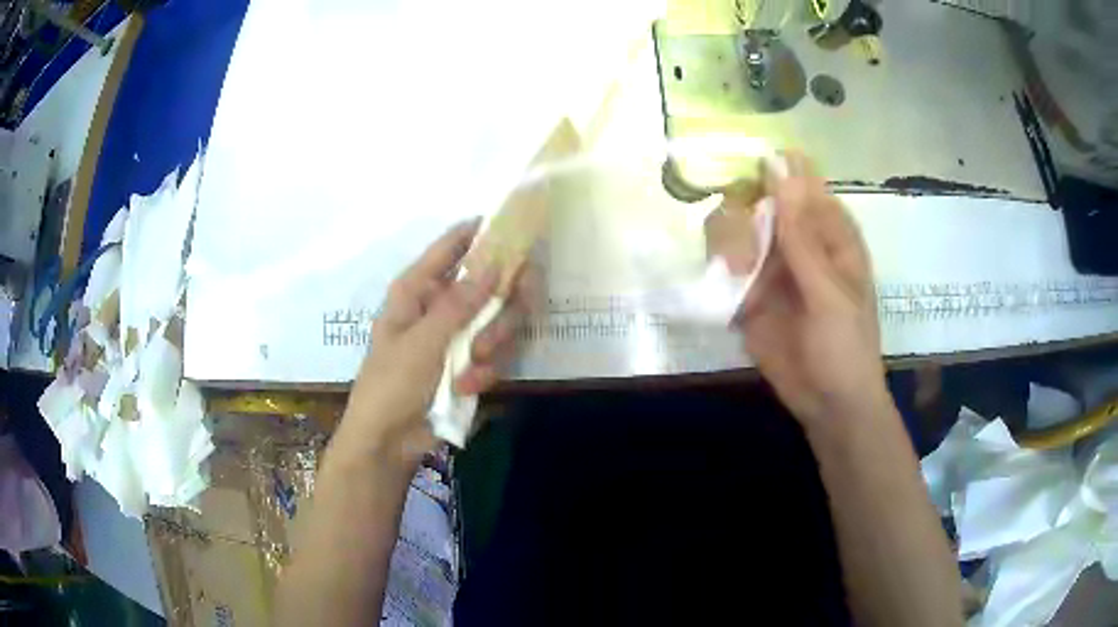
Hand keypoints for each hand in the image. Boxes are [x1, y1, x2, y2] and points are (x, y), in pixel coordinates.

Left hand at [337, 220, 524, 469]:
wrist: (389, 441)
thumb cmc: (390, 385)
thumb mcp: (421, 343)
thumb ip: (459, 305)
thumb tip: (494, 263)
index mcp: (418, 289)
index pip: (451, 246)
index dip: (481, 231)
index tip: (515, 226)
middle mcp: (442, 305)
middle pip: (491, 282)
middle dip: (501, 305)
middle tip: (508, 315)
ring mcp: (460, 334)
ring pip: (501, 319)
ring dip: (494, 344)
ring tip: (473, 370)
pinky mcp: (473, 362)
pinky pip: (498, 353)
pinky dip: (486, 372)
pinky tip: (469, 388)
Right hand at [708, 153, 886, 428]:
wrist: (828, 405)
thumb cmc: (845, 346)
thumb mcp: (829, 292)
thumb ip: (803, 236)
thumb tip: (782, 171)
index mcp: (829, 233)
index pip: (801, 184)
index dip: (776, 169)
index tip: (749, 165)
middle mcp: (796, 242)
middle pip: (759, 202)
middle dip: (744, 213)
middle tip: (745, 242)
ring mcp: (770, 268)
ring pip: (735, 231)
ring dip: (729, 245)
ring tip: (737, 273)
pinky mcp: (747, 296)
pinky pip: (723, 270)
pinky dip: (717, 272)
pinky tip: (724, 288)